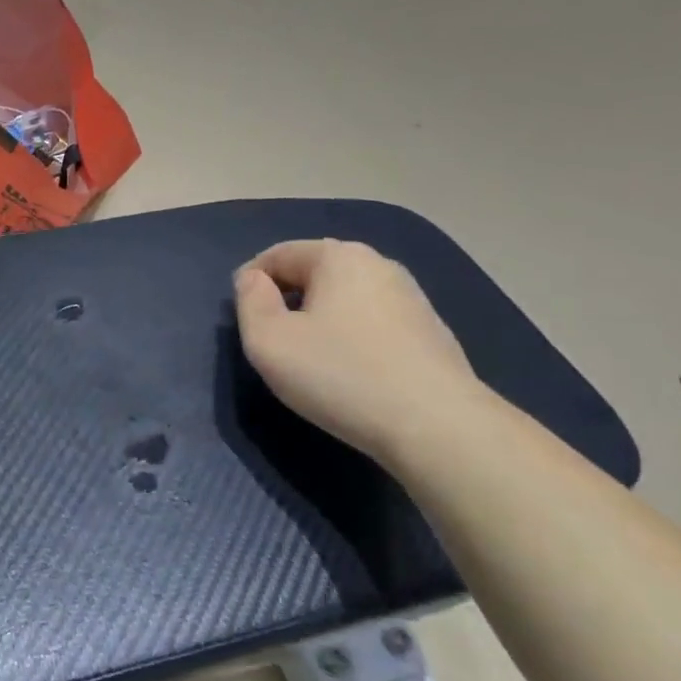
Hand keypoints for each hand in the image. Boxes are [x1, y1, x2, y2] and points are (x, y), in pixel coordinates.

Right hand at [233, 240, 488, 462]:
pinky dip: (351, 338)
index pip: (278, 254)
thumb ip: (249, 301)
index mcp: (338, 256)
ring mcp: (411, 298)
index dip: (250, 282)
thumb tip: (254, 280)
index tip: (243, 320)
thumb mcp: (268, 341)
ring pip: (345, 299)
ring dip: (320, 320)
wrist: (437, 426)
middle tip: (273, 342)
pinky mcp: (430, 332)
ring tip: (311, 360)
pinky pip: (372, 323)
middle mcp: (379, 265)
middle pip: (314, 273)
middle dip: (287, 300)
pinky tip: (351, 373)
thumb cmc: (339, 375)